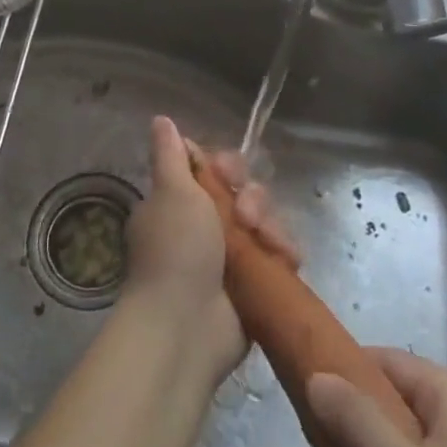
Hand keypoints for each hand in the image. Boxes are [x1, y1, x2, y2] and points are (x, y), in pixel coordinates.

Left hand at [122, 116, 296, 383]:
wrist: (185, 327)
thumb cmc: (176, 251)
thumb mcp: (171, 192)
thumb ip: (169, 155)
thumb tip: (161, 119)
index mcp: (178, 203)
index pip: (211, 171)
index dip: (225, 168)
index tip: (227, 174)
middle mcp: (204, 227)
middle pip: (242, 194)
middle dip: (252, 198)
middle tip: (247, 216)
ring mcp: (230, 258)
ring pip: (264, 222)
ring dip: (270, 226)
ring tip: (268, 243)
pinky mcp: (254, 284)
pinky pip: (277, 255)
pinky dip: (283, 253)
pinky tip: (286, 258)